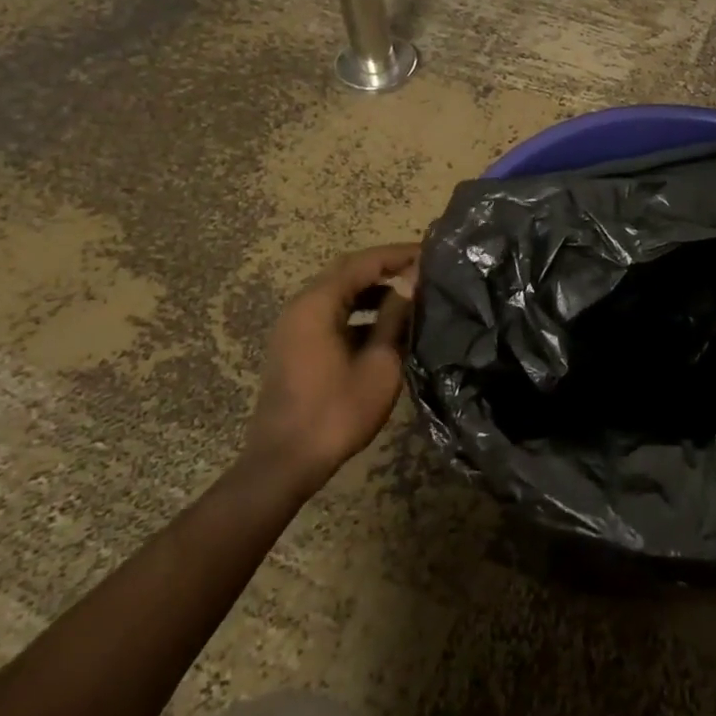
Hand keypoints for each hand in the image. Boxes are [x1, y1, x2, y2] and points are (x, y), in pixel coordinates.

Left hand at [243, 243, 418, 492]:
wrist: (284, 463)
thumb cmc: (336, 412)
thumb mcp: (379, 363)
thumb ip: (395, 317)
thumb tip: (414, 280)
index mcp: (317, 304)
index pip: (363, 263)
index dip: (398, 254)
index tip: (431, 253)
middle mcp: (300, 306)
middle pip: (347, 272)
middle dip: (386, 267)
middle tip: (423, 269)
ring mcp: (294, 326)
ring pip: (338, 293)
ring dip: (373, 290)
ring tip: (411, 294)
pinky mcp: (295, 345)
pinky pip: (330, 313)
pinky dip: (358, 310)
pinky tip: (386, 324)